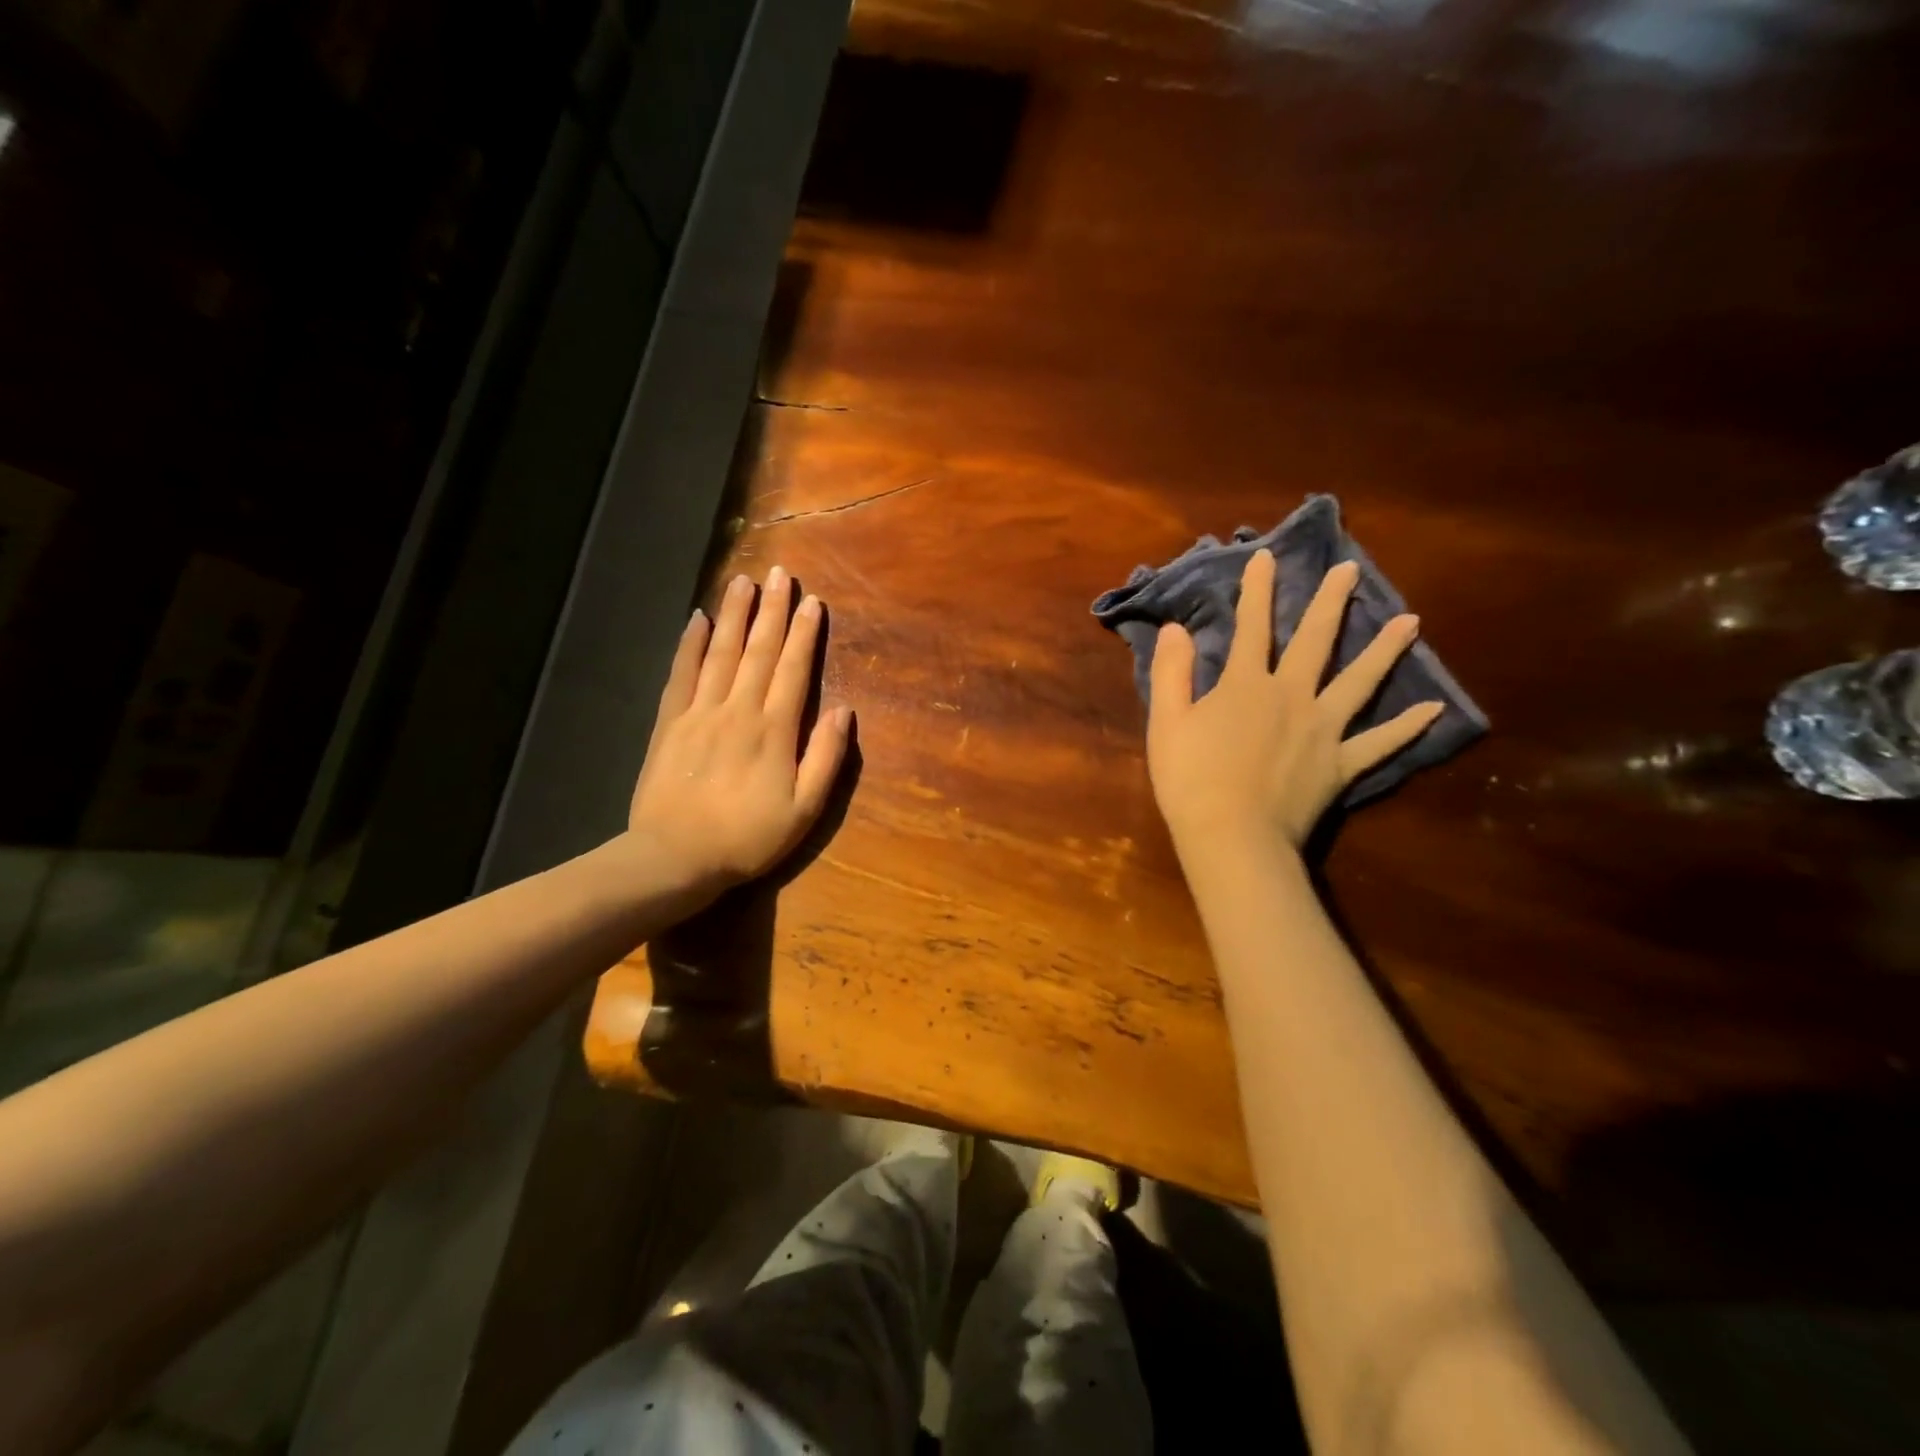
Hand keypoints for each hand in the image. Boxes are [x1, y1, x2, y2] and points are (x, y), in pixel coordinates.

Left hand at [628, 566, 852, 899]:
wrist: (675, 857)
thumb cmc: (748, 838)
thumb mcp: (804, 810)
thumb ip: (825, 758)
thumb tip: (844, 711)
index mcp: (774, 730)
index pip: (794, 670)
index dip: (805, 634)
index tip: (812, 601)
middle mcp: (738, 710)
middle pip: (759, 651)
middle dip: (773, 610)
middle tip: (779, 573)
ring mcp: (700, 713)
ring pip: (721, 653)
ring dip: (734, 615)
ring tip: (743, 581)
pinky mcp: (670, 723)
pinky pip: (681, 673)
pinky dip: (690, 644)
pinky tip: (697, 620)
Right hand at [1147, 552, 1440, 861]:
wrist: (1232, 837)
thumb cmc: (1191, 779)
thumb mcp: (1166, 722)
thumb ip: (1173, 672)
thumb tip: (1177, 628)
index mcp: (1246, 685)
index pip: (1252, 627)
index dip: (1257, 591)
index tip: (1266, 556)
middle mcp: (1292, 696)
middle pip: (1315, 641)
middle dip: (1329, 603)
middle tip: (1350, 570)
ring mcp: (1323, 730)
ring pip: (1359, 682)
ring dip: (1384, 650)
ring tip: (1412, 622)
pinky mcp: (1340, 764)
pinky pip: (1379, 743)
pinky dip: (1406, 727)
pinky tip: (1434, 710)